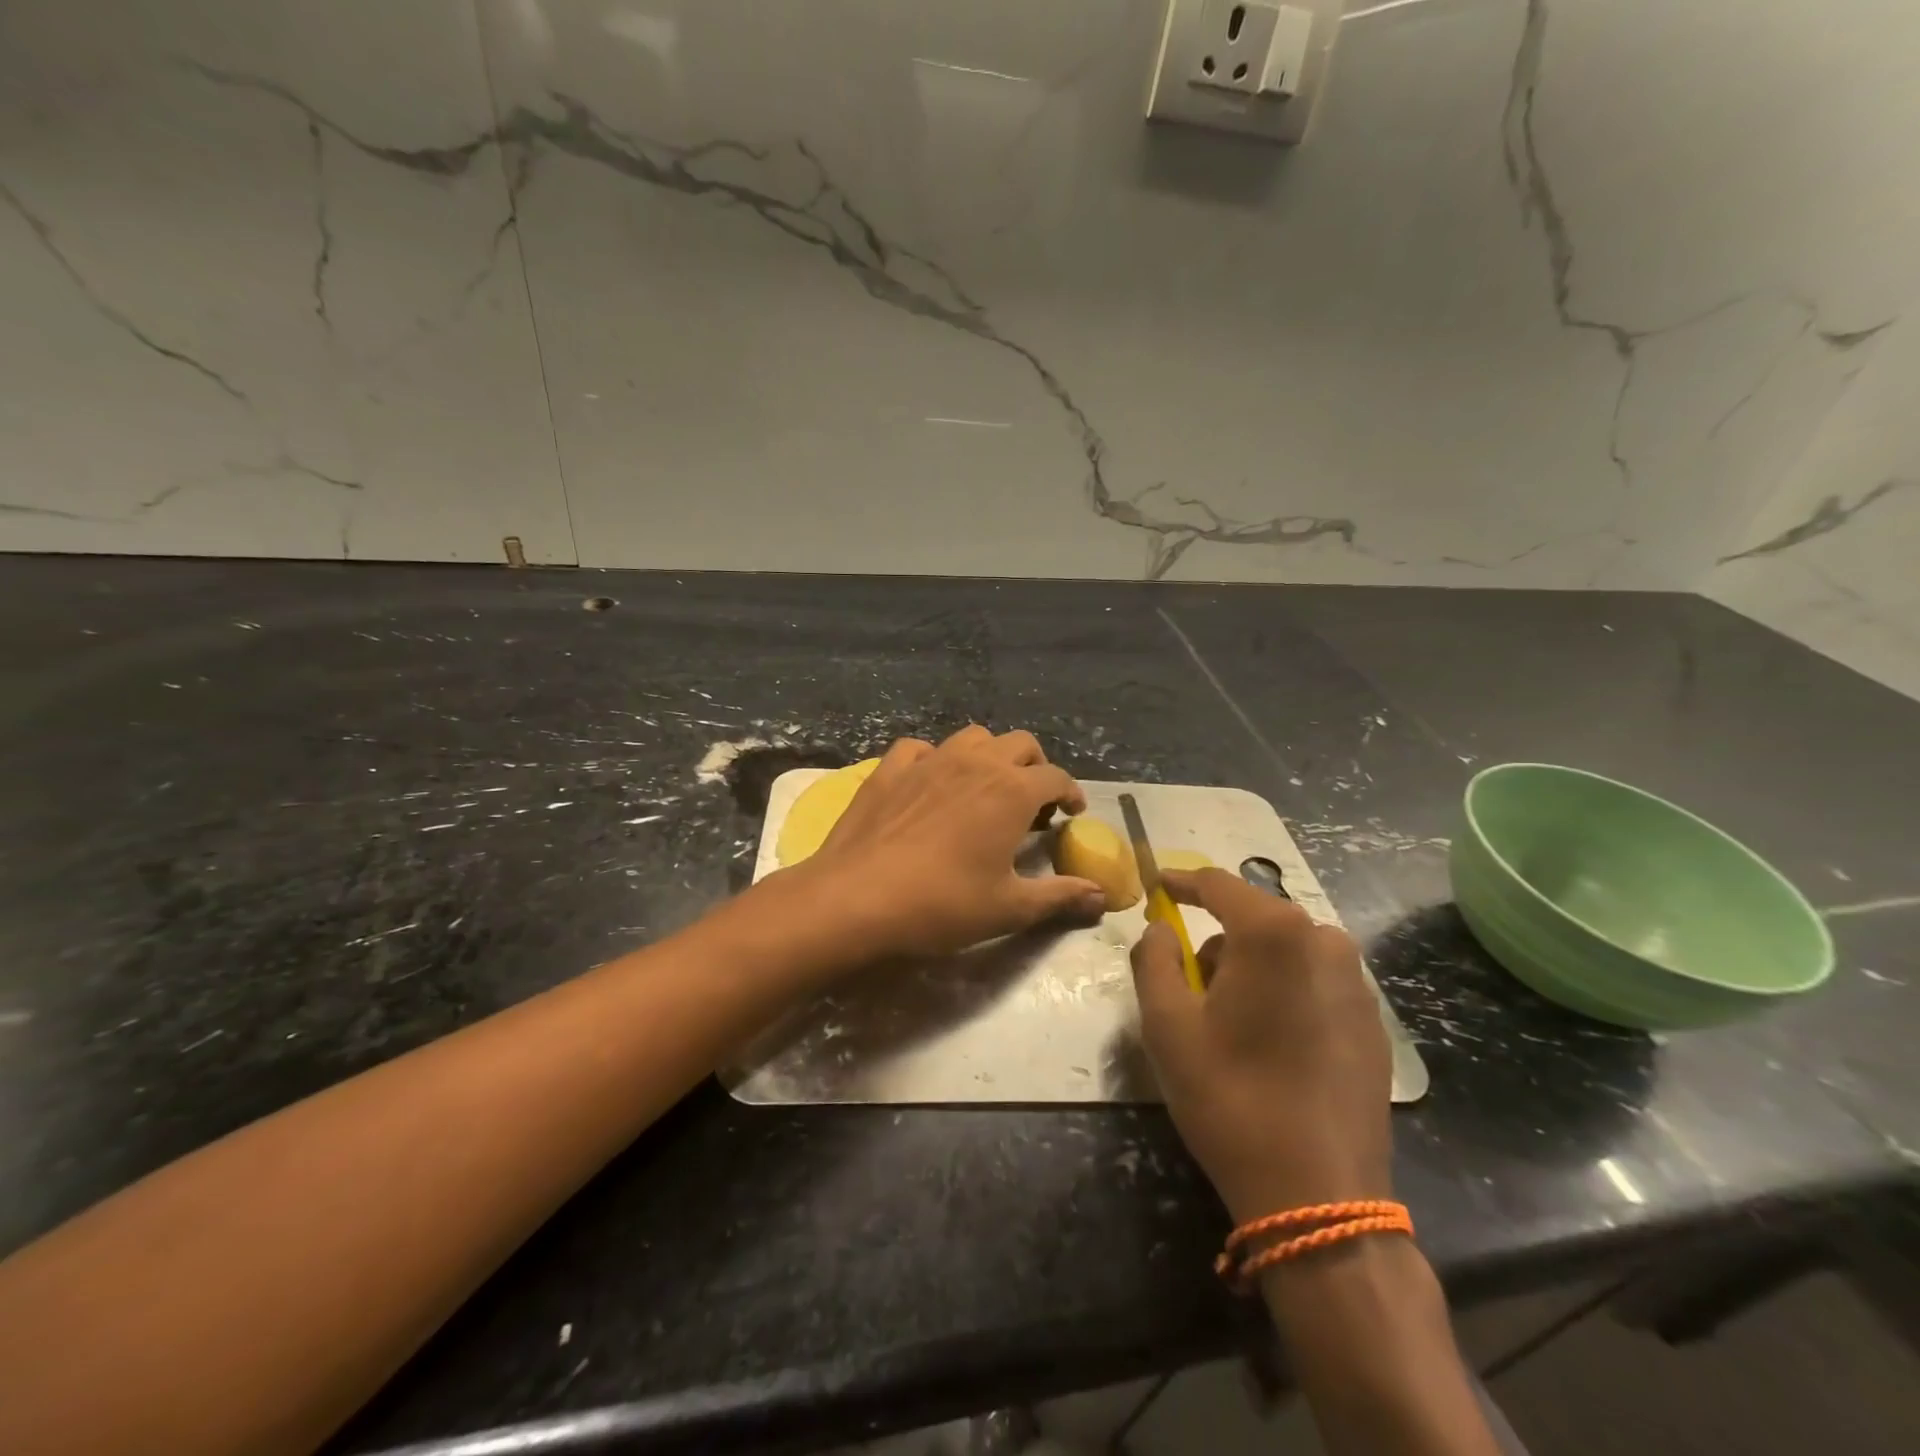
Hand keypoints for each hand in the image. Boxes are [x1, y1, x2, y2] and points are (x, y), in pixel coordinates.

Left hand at [794, 726, 1105, 960]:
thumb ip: (1060, 897)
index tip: (1071, 813)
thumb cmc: (942, 904)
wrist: (857, 898)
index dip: (1071, 793)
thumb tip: (1102, 896)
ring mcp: (929, 760)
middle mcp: (975, 763)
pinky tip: (930, 782)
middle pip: (1020, 744)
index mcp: (1011, 791)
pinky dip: (934, 759)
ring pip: (972, 737)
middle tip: (1032, 802)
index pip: (1056, 777)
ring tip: (984, 788)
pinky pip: (920, 748)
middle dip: (1035, 767)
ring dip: (988, 755)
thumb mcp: (1009, 908)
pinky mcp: (890, 768)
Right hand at [1130, 868, 1391, 1222]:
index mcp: (1274, 933)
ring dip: (1251, 968)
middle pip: (1254, 919)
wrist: (1319, 1194)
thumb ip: (1154, 958)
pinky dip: (1284, 992)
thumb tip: (1162, 928)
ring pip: (1286, 951)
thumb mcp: (1166, 1025)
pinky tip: (1271, 1043)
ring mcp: (1358, 983)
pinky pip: (1314, 983)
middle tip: (1189, 986)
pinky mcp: (1373, 1023)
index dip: (1181, 883)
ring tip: (1229, 1022)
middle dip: (1216, 940)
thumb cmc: (1230, 1096)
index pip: (1218, 884)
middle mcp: (1325, 942)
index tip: (1157, 888)